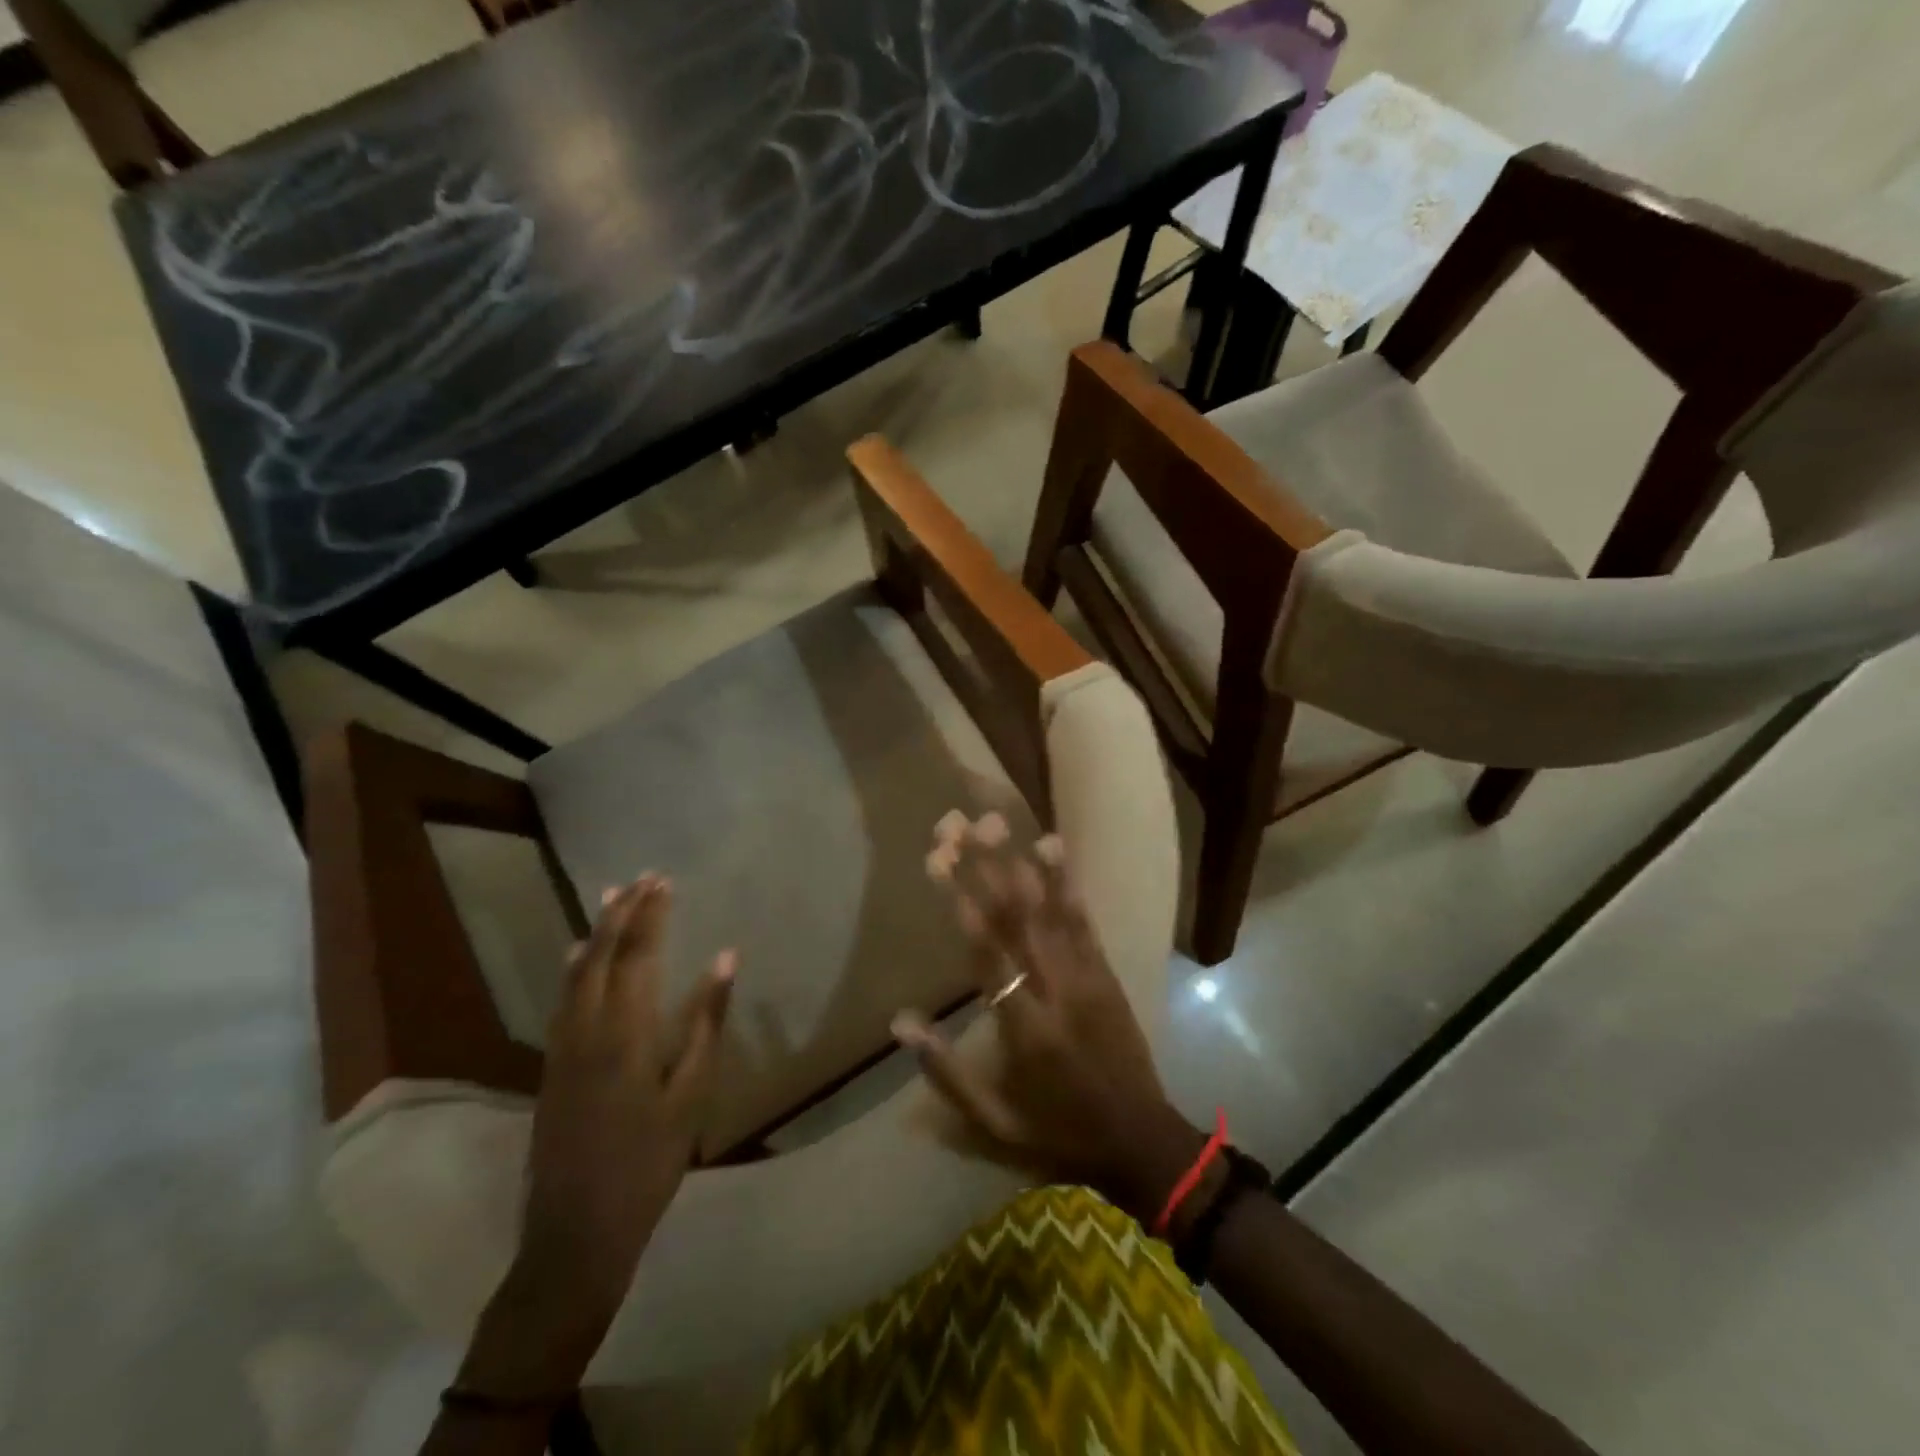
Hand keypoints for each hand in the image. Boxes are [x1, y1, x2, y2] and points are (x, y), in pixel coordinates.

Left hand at [461, 874, 734, 1399]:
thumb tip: (725, 958)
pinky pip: (562, 999)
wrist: (576, 1235)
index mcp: (625, 1033)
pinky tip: (575, 957)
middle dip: (620, 913)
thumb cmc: (649, 1163)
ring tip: (611, 899)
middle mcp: (585, 1029)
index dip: (650, 915)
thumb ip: (706, 1021)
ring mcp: (562, 1049)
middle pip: (599, 956)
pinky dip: (573, 967)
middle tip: (641, 878)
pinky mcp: (551, 1068)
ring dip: (594, 933)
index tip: (663, 881)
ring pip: (574, 974)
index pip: (636, 956)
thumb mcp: (692, 1094)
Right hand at [893, 813, 1204, 1224]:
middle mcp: (1055, 990)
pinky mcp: (1106, 972)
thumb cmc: (1056, 1131)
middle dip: (984, 866)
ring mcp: (1086, 976)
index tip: (940, 860)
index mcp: (1023, 1028)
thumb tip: (901, 1021)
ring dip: (1019, 861)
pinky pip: (1083, 920)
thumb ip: (945, 1072)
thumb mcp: (992, 1122)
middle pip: (1015, 918)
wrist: (1142, 1141)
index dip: (963, 904)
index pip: (988, 955)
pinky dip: (1066, 882)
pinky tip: (1051, 847)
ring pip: (1048, 909)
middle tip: (959, 823)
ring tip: (995, 820)